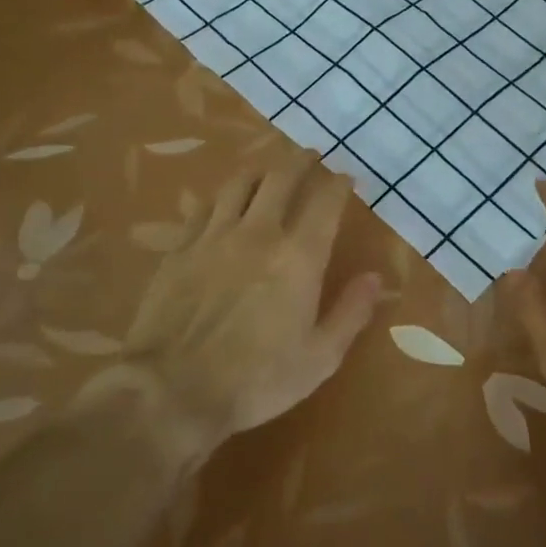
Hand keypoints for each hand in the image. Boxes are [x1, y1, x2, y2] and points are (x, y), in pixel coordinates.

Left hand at [117, 153, 380, 455]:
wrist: (171, 390)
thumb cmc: (256, 380)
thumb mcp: (320, 357)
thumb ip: (351, 312)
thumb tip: (374, 276)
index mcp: (298, 257)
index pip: (325, 203)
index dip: (338, 184)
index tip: (346, 178)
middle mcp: (258, 233)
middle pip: (280, 179)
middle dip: (300, 162)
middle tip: (310, 156)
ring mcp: (213, 237)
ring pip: (239, 184)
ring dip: (260, 170)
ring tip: (268, 169)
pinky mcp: (179, 249)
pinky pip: (203, 207)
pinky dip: (220, 197)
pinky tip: (222, 201)